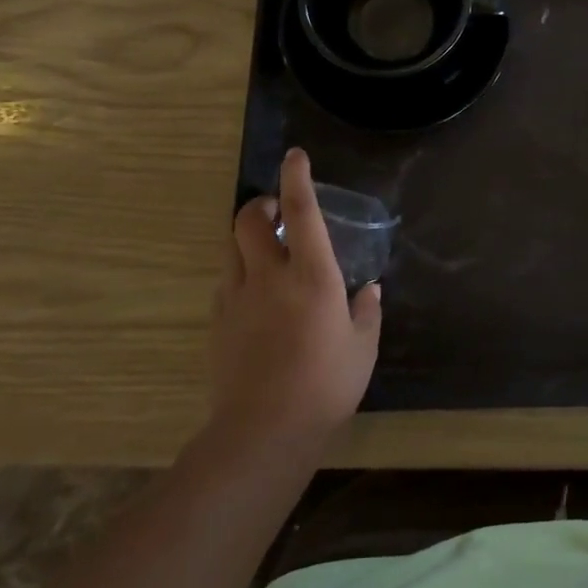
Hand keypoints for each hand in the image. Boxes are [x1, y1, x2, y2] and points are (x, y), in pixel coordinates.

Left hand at [209, 149, 381, 445]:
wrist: (264, 431)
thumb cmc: (326, 384)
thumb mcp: (363, 346)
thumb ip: (367, 311)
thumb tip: (369, 289)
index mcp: (312, 275)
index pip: (300, 210)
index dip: (296, 177)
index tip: (294, 156)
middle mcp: (269, 276)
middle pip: (248, 219)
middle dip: (259, 204)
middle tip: (275, 209)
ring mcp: (237, 298)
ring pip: (231, 247)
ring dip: (248, 237)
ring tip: (267, 249)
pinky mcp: (218, 323)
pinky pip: (226, 282)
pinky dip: (240, 274)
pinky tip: (257, 296)